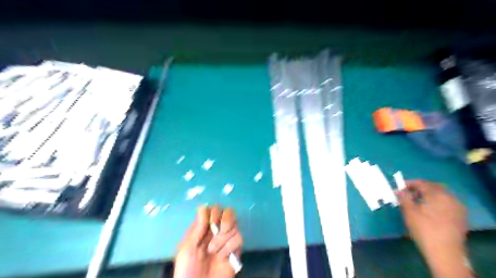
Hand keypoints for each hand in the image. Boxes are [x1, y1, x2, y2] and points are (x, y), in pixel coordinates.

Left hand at [174, 205, 242, 277]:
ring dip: (223, 239)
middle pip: (228, 212)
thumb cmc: (188, 270)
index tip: (209, 223)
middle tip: (219, 229)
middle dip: (225, 219)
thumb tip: (203, 206)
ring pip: (234, 225)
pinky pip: (238, 238)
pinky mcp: (235, 249)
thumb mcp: (187, 248)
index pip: (213, 209)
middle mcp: (216, 230)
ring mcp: (227, 239)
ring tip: (214, 252)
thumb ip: (197, 228)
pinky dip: (229, 247)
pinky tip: (222, 257)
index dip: (213, 213)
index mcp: (203, 228)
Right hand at [399, 180, 469, 277]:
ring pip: (440, 195)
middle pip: (433, 187)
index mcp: (438, 195)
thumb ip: (403, 197)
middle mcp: (450, 198)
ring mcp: (457, 208)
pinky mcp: (460, 217)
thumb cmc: (423, 229)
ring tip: (415, 202)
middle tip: (406, 194)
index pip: (422, 183)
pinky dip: (435, 202)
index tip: (398, 188)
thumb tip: (398, 190)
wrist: (444, 252)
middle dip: (419, 188)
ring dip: (427, 195)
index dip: (409, 184)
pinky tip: (427, 210)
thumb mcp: (409, 211)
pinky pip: (446, 203)